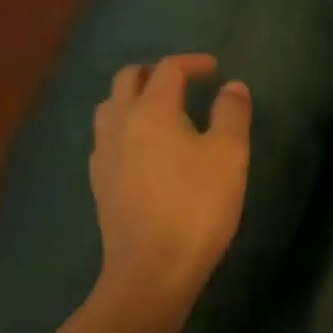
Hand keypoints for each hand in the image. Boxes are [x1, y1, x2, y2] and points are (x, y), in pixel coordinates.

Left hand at [91, 54, 250, 313]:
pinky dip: (125, 128)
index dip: (191, 62)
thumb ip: (232, 113)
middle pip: (128, 80)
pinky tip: (144, 150)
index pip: (167, 70)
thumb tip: (232, 86)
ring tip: (162, 111)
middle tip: (184, 82)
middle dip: (155, 73)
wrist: (151, 270)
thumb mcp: (229, 155)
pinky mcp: (100, 184)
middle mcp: (120, 124)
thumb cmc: (196, 205)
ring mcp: (104, 155)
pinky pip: (107, 139)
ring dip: (134, 98)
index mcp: (152, 111)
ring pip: (110, 108)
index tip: (214, 69)